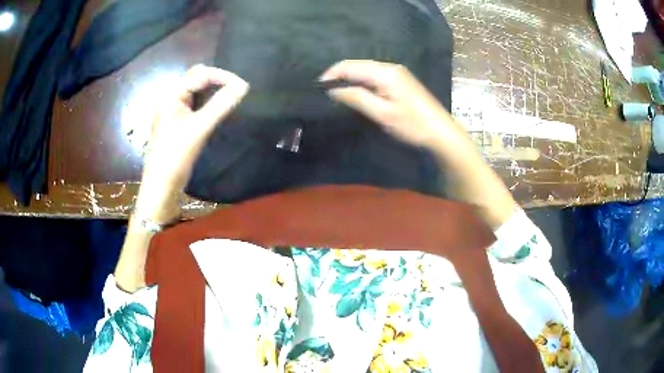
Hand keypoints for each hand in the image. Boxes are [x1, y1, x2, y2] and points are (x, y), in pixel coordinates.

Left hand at [142, 65, 249, 192]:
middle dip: (216, 81)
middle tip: (234, 91)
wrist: (162, 184)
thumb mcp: (200, 127)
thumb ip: (221, 104)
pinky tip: (215, 109)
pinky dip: (206, 102)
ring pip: (195, 90)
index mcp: (171, 94)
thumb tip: (243, 86)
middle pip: (196, 78)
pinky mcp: (175, 120)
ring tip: (228, 98)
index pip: (201, 74)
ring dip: (212, 91)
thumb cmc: (177, 154)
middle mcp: (170, 96)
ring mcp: (171, 109)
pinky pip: (193, 102)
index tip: (243, 87)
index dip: (223, 77)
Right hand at [323, 60, 515, 227]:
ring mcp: (397, 73)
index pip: (350, 66)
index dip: (331, 75)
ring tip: (336, 94)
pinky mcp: (400, 81)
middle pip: (357, 66)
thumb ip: (356, 98)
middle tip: (325, 92)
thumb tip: (333, 90)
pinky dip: (361, 83)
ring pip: (365, 71)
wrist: (441, 133)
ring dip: (350, 79)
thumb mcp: (382, 113)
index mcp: (384, 72)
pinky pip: (374, 77)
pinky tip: (356, 93)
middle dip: (339, 76)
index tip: (317, 89)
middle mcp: (390, 67)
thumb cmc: (413, 125)